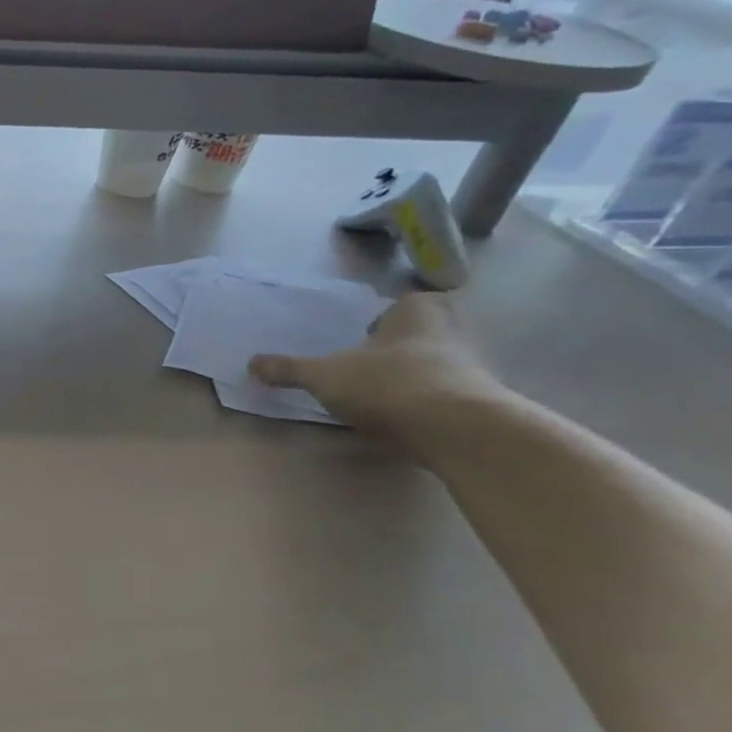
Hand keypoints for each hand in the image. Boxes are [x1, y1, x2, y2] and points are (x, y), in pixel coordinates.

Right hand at [248, 292, 509, 448]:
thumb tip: (251, 363)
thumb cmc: (388, 384)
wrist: (457, 430)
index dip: (387, 316)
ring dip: (413, 376)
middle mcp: (451, 331)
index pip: (406, 301)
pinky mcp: (480, 403)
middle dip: (400, 346)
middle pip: (424, 332)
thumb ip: (290, 369)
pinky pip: (447, 395)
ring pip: (437, 364)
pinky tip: (403, 420)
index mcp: (417, 312)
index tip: (366, 335)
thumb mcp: (325, 376)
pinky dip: (427, 404)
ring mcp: (472, 367)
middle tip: (369, 363)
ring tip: (380, 396)